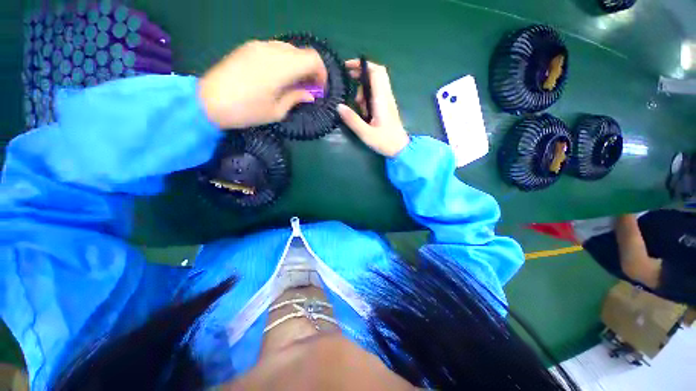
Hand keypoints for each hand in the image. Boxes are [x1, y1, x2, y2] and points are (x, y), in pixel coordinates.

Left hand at [198, 40, 327, 128]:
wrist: (208, 101)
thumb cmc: (246, 111)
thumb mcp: (276, 111)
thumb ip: (296, 98)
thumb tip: (310, 95)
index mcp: (281, 67)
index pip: (313, 59)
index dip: (321, 73)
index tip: (319, 89)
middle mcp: (272, 50)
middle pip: (302, 52)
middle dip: (311, 70)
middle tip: (308, 89)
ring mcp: (259, 46)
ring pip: (289, 49)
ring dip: (297, 65)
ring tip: (294, 83)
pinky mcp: (249, 47)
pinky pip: (275, 49)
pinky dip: (284, 61)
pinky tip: (279, 76)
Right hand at [337, 60, 409, 156]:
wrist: (400, 148)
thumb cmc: (385, 141)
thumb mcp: (365, 133)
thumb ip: (352, 120)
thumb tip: (339, 106)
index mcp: (381, 99)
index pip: (376, 72)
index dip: (362, 65)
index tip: (348, 67)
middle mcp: (386, 96)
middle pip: (377, 73)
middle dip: (362, 72)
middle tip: (349, 79)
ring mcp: (387, 100)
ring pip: (376, 83)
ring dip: (363, 88)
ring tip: (356, 104)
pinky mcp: (387, 106)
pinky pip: (376, 93)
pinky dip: (367, 96)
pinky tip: (363, 110)